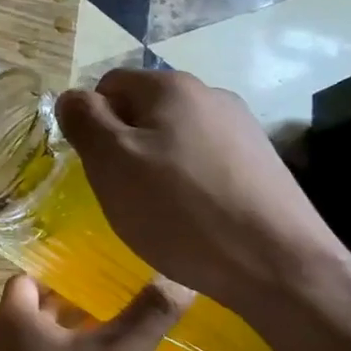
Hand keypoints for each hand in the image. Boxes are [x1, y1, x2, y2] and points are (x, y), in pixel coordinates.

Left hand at [0, 273, 187, 350]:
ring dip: (75, 336)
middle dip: (73, 302)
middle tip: (115, 291)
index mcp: (14, 321)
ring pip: (43, 345)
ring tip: (119, 328)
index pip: (27, 278)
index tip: (94, 264)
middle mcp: (3, 346)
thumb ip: (149, 313)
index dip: (58, 270)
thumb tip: (180, 277)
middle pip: (36, 311)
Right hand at [55, 70, 350, 321]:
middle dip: (125, 146)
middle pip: (144, 111)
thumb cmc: (180, 210)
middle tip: (123, 192)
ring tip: (160, 211)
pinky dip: (190, 184)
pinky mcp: (262, 163)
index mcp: (170, 86)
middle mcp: (210, 95)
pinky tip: (195, 219)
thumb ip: (84, 120)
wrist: (278, 264)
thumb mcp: (111, 162)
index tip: (97, 166)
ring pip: (175, 138)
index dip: (92, 123)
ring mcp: (242, 128)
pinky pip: (205, 162)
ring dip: (157, 166)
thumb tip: (72, 97)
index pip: (108, 85)